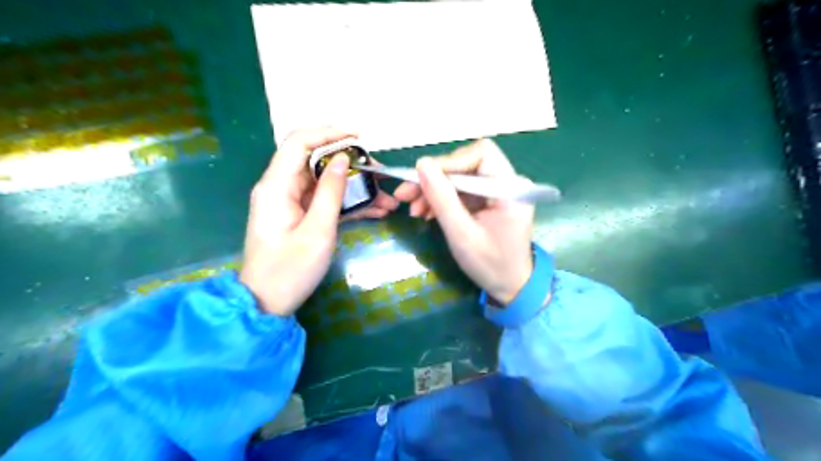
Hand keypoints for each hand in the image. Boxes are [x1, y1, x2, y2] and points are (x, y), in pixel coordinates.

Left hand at [240, 129, 399, 314]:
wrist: (267, 304)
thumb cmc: (289, 270)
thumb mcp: (317, 231)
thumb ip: (330, 192)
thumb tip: (342, 159)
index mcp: (277, 186)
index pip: (300, 142)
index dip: (329, 133)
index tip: (360, 137)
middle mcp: (282, 188)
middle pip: (317, 162)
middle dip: (351, 165)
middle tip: (380, 175)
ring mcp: (292, 203)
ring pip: (327, 183)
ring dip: (356, 188)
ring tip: (386, 199)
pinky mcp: (301, 217)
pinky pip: (327, 201)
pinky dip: (350, 204)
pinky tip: (376, 211)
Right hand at [395, 140, 536, 305]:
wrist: (510, 286)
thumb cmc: (490, 265)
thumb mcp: (462, 234)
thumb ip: (442, 198)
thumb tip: (421, 164)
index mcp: (511, 188)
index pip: (481, 154)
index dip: (450, 162)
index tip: (423, 178)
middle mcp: (507, 183)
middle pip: (466, 164)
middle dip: (435, 179)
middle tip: (405, 195)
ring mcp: (497, 191)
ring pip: (460, 177)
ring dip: (434, 190)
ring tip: (414, 211)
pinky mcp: (488, 200)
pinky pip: (461, 191)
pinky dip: (442, 200)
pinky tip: (426, 213)